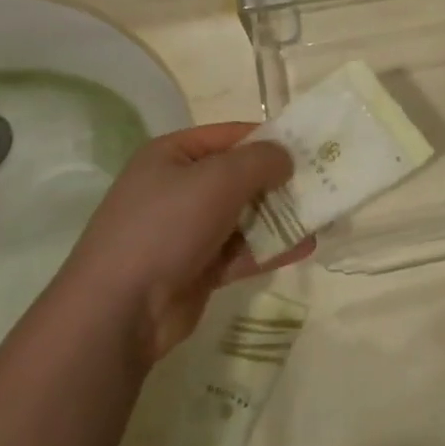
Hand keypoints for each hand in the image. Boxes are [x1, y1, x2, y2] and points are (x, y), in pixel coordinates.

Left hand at [61, 123, 311, 365]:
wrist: (119, 309)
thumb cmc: (167, 226)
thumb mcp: (218, 178)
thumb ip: (260, 161)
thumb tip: (286, 158)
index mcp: (173, 155)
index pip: (230, 136)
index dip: (270, 138)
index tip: (311, 146)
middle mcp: (178, 188)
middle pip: (240, 176)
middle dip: (280, 180)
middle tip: (324, 182)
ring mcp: (187, 230)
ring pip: (244, 215)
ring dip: (281, 216)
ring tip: (323, 216)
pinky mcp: (197, 267)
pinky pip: (241, 250)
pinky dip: (270, 248)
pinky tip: (306, 247)